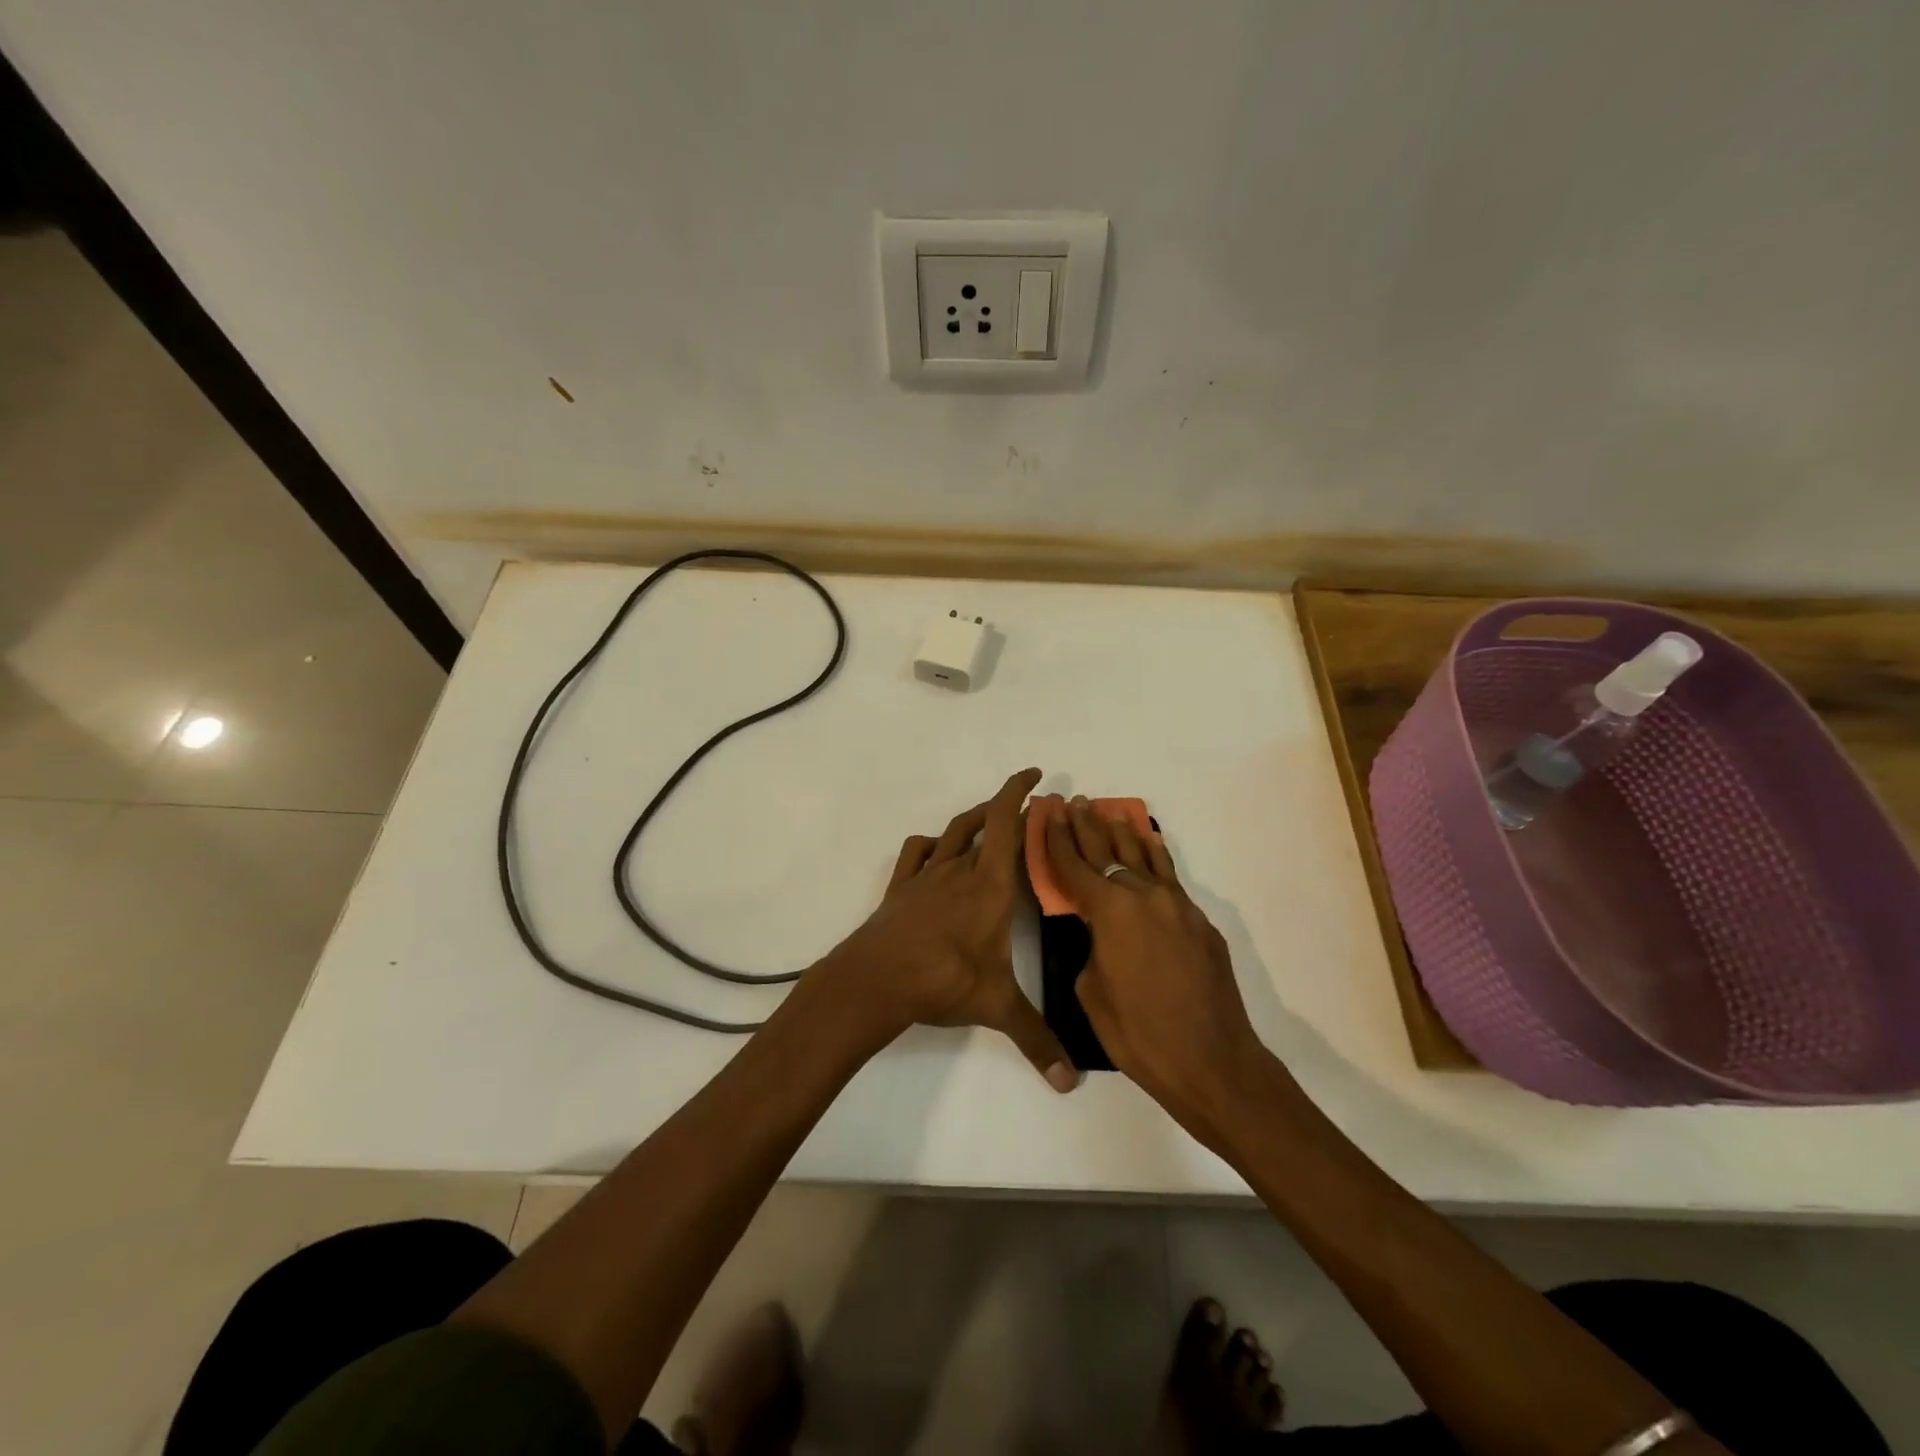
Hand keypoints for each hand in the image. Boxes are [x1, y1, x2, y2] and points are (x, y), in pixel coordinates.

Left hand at [817, 768, 1079, 1092]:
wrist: (876, 979)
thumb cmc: (943, 981)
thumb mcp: (997, 1007)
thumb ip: (1037, 1040)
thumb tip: (1071, 1082)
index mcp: (992, 886)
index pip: (1008, 824)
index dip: (1019, 793)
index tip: (1034, 776)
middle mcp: (961, 870)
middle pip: (985, 824)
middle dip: (1007, 809)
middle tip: (1028, 808)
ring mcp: (927, 876)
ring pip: (954, 833)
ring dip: (973, 820)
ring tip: (989, 819)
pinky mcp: (901, 888)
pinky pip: (916, 853)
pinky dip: (931, 844)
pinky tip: (936, 850)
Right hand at [1041, 796, 1278, 1148]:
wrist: (1213, 1061)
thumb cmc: (1140, 1034)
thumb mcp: (1092, 992)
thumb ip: (1091, 949)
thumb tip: (1100, 935)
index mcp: (1111, 911)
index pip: (1075, 866)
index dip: (1056, 840)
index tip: (1046, 814)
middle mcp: (1144, 896)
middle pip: (1108, 852)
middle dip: (1086, 827)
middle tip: (1073, 802)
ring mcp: (1178, 906)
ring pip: (1144, 857)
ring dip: (1122, 834)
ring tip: (1108, 812)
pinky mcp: (1200, 922)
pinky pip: (1170, 878)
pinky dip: (1155, 857)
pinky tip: (1149, 843)